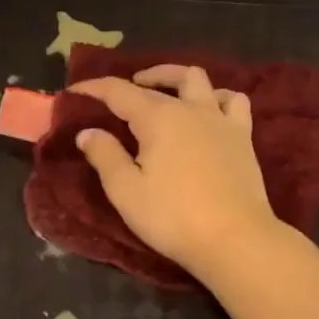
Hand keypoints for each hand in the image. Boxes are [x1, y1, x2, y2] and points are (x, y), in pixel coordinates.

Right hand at [69, 65, 278, 282]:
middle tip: (123, 92)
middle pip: (162, 81)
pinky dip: (217, 97)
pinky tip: (209, 111)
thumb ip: (104, 156)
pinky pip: (233, 101)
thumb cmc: (173, 217)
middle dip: (137, 80)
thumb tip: (87, 132)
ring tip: (165, 92)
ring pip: (200, 80)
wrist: (235, 239)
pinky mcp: (243, 137)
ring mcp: (221, 120)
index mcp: (158, 118)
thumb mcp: (125, 191)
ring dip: (177, 79)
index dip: (94, 87)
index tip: (75, 91)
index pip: (119, 91)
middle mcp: (190, 109)